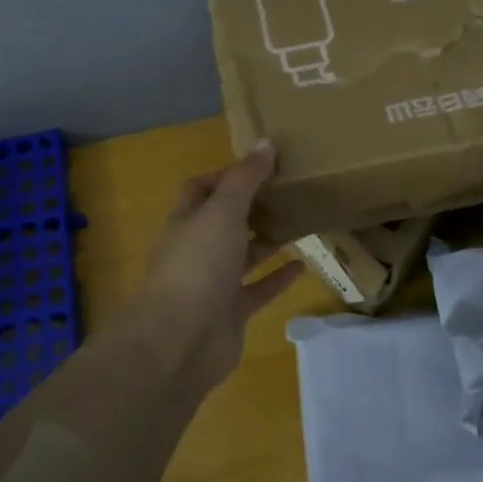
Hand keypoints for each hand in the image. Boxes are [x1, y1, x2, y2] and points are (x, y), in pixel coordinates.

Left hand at [123, 142, 303, 386]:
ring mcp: (212, 284)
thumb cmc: (197, 264)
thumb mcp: (223, 210)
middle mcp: (196, 250)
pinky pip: (257, 290)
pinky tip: (302, 265)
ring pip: (242, 256)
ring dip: (266, 241)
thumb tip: (264, 142)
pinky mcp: (230, 313)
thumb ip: (245, 178)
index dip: (227, 176)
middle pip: (224, 222)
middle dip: (251, 208)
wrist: (180, 340)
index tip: (261, 166)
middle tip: (288, 192)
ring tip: (299, 223)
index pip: (202, 189)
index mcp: (186, 221)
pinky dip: (277, 278)